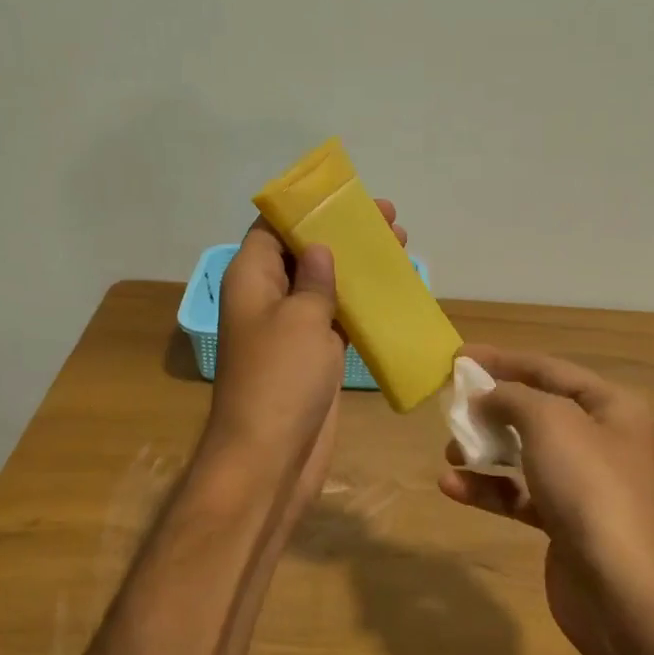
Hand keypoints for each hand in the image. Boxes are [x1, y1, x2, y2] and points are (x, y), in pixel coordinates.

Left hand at [202, 201, 406, 527]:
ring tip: (401, 246)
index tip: (344, 196)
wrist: (272, 457)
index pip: (272, 228)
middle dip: (343, 235)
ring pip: (326, 286)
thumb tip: (319, 248)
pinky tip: (396, 293)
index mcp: (252, 279)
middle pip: (305, 254)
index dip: (306, 209)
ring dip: (359, 268)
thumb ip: (314, 278)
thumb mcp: (301, 318)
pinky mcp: (314, 358)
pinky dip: (364, 305)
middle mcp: (268, 299)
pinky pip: (339, 320)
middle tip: (388, 219)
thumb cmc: (281, 379)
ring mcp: (292, 331)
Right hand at [438, 346, 653, 654]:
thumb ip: (512, 397)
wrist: (621, 590)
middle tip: (452, 407)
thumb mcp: (549, 421)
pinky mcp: (563, 522)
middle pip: (535, 411)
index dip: (503, 360)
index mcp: (610, 407)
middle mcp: (601, 440)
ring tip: (449, 451)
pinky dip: (488, 488)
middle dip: (491, 408)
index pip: (549, 369)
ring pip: (524, 453)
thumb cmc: (589, 487)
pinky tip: (452, 487)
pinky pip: (519, 494)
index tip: (459, 357)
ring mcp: (583, 484)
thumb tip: (486, 397)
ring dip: (484, 450)